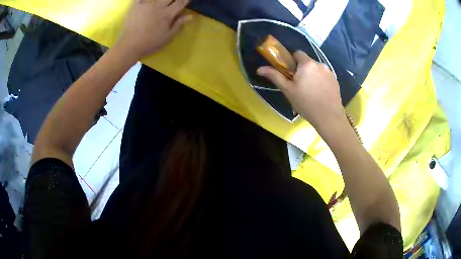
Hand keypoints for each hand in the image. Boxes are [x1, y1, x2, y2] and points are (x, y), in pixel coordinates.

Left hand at [116, 0, 190, 60]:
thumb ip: (178, 25)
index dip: (185, 0)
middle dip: (174, 0)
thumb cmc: (149, 43)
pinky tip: (147, 1)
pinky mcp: (136, 6)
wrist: (129, 46)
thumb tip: (189, 16)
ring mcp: (146, 5)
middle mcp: (158, 6)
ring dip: (162, 0)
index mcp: (167, 14)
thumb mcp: (167, 37)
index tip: (187, 1)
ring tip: (163, 2)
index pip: (180, 3)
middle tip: (174, 2)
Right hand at [257, 51, 346, 128]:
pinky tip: (319, 94)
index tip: (290, 74)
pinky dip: (320, 81)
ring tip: (310, 91)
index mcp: (307, 64)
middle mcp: (319, 64)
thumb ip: (274, 76)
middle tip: (299, 85)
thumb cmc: (306, 103)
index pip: (297, 53)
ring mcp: (329, 72)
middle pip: (307, 62)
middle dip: (302, 70)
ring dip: (312, 75)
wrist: (329, 117)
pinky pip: (324, 76)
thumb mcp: (288, 90)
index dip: (292, 61)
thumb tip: (259, 68)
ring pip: (316, 69)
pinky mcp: (336, 81)